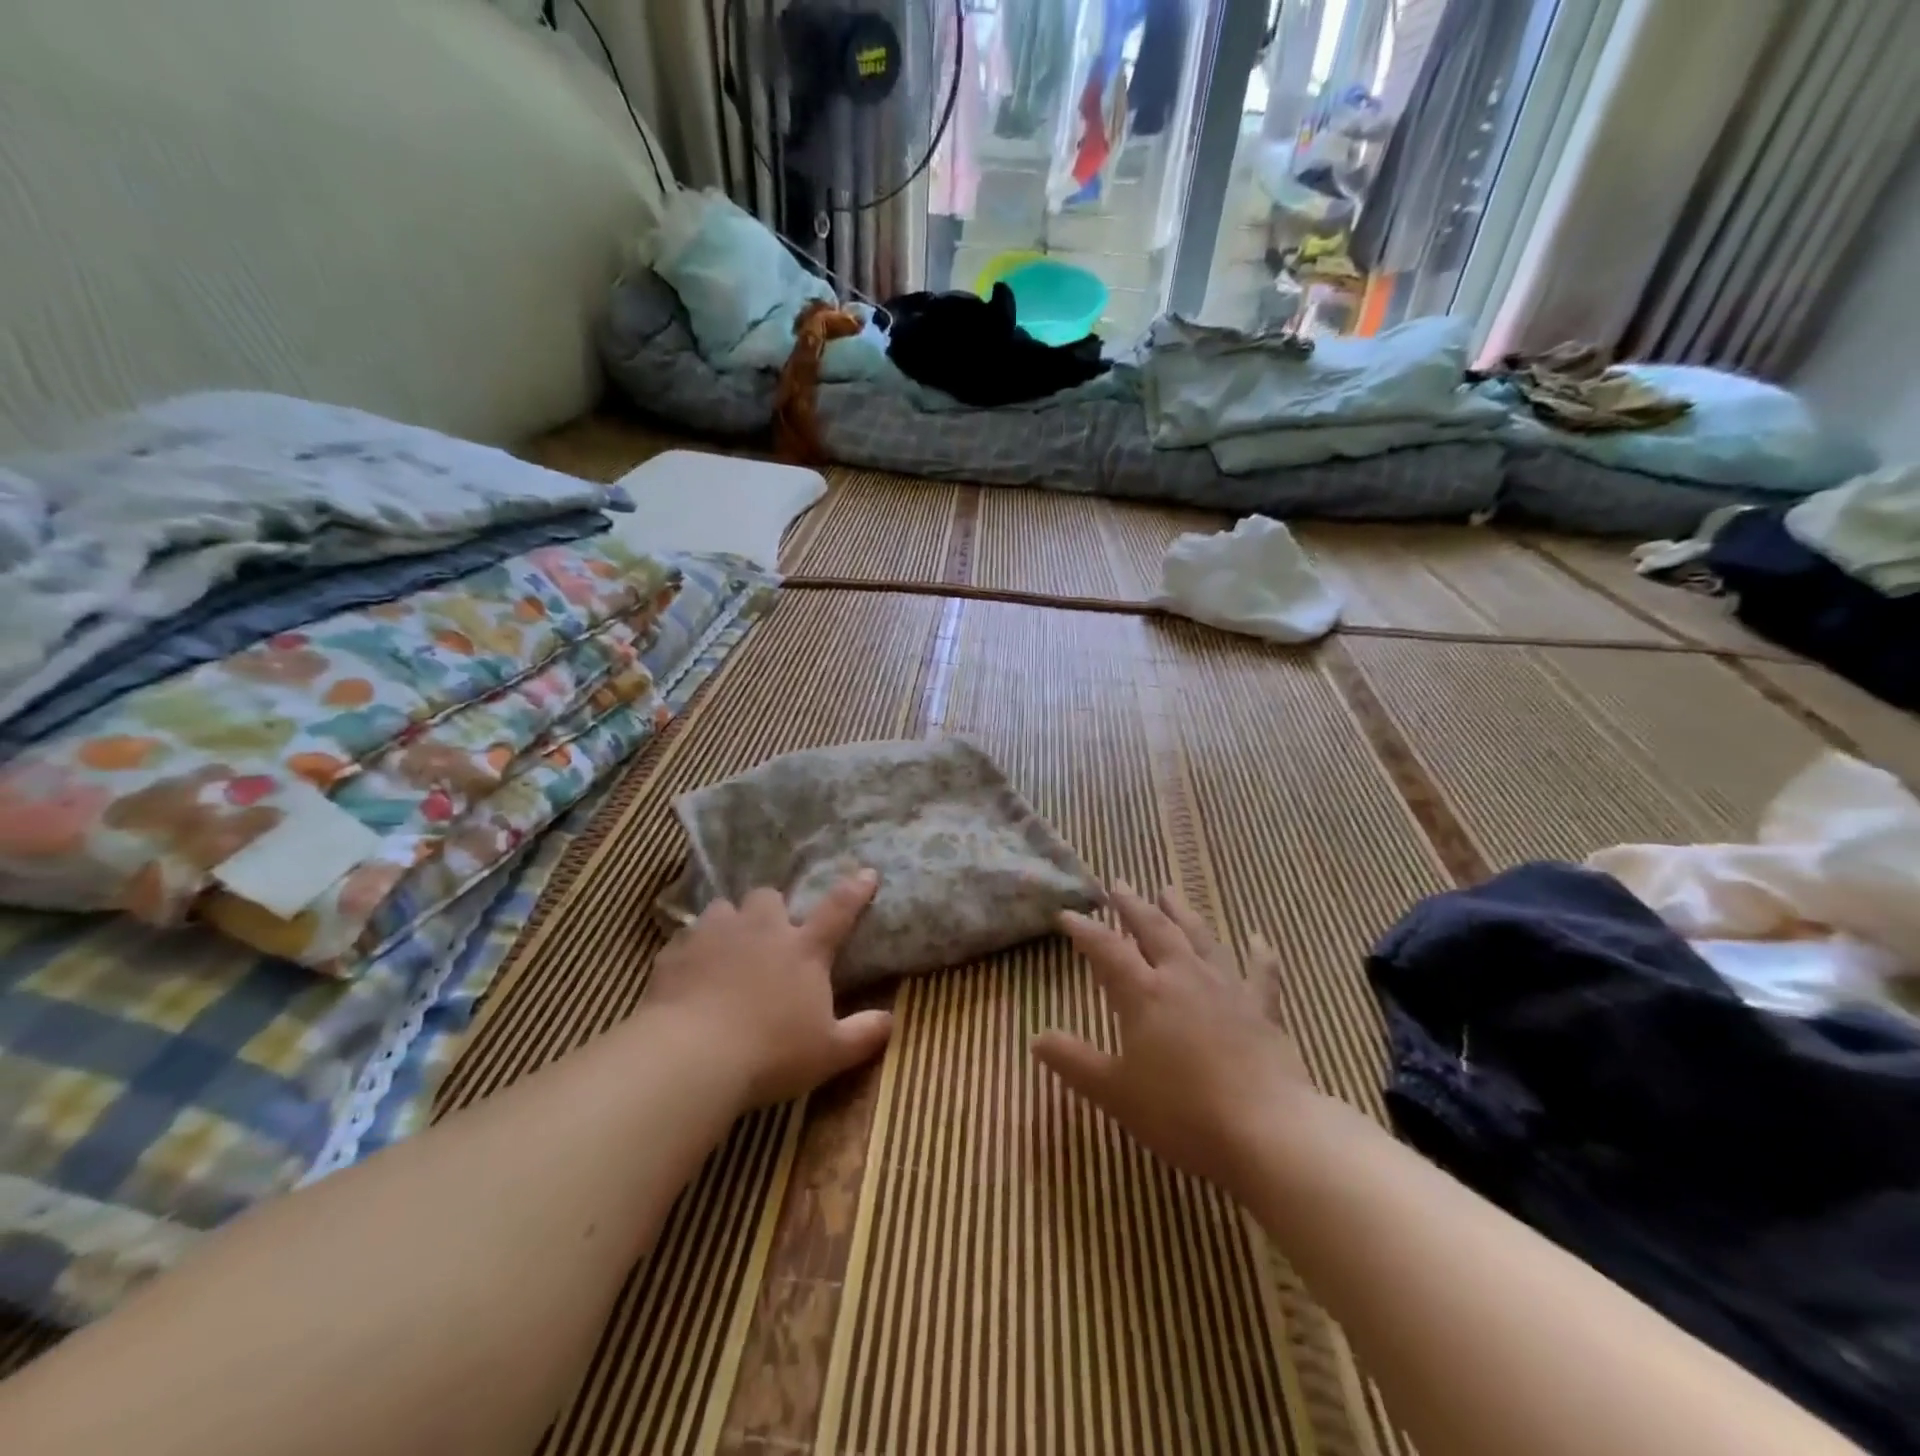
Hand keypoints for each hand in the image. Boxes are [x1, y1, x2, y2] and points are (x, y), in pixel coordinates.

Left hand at [642, 871, 892, 1110]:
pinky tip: (690, 973)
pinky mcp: (676, 952)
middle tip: (769, 933)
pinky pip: (685, 938)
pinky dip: (692, 951)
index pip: (838, 909)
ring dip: (729, 923)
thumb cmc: (770, 1054)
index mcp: (803, 949)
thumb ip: (863, 1034)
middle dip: (770, 909)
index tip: (867, 873)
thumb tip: (890, 1020)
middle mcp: (761, 930)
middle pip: (769, 897)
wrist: (691, 1058)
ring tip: (726, 948)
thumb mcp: (829, 1053)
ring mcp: (715, 935)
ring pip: (723, 908)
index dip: (855, 890)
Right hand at [1032, 883, 1317, 1197]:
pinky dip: (1258, 953)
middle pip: (1154, 930)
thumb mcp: (1115, 1092)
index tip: (1067, 914)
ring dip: (1182, 913)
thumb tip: (1036, 1037)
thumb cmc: (1181, 1113)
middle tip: (1119, 884)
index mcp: (1144, 994)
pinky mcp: (1261, 1010)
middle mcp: (1183, 978)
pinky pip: (1260, 973)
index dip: (1084, 930)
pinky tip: (1257, 937)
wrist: (1266, 1132)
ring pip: (1200, 938)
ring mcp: (1226, 989)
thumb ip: (1074, 1062)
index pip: (1106, 949)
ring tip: (1168, 890)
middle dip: (1133, 906)